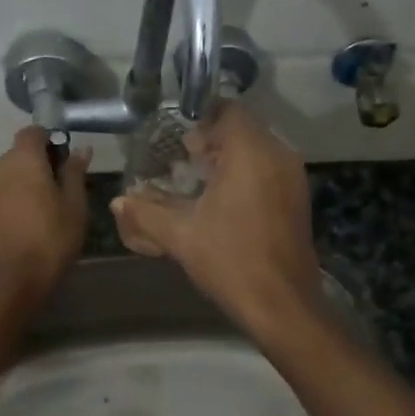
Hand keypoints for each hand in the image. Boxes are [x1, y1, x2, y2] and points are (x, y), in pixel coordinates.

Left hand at [0, 127, 89, 307]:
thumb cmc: (50, 240)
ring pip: (7, 175)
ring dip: (23, 183)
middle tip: (60, 189)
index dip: (50, 140)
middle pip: (19, 154)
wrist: (10, 282)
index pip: (33, 132)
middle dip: (38, 164)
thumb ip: (75, 173)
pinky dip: (11, 200)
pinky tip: (25, 223)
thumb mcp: (74, 206)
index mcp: (22, 159)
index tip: (65, 160)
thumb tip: (81, 149)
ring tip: (43, 210)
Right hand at [111, 104, 319, 338]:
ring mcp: (293, 179)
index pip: (229, 112)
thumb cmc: (230, 261)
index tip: (179, 142)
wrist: (282, 304)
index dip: (201, 120)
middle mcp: (278, 156)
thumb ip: (145, 214)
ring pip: (258, 150)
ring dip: (229, 159)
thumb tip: (117, 202)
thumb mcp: (180, 236)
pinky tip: (222, 202)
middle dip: (213, 141)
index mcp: (252, 154)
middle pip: (244, 129)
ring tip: (199, 181)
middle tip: (183, 160)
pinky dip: (246, 175)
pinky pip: (269, 170)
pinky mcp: (297, 200)